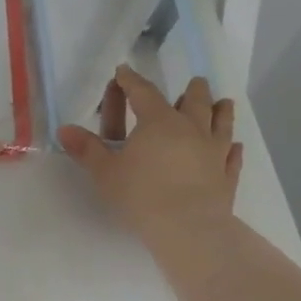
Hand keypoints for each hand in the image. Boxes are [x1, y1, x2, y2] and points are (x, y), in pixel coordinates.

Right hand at [58, 69, 241, 242]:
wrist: (187, 228)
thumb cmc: (141, 195)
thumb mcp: (105, 172)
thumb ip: (87, 149)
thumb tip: (64, 129)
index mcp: (158, 122)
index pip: (143, 93)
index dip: (131, 81)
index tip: (124, 71)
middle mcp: (190, 129)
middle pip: (194, 102)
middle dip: (191, 90)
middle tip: (195, 81)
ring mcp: (214, 152)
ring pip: (221, 124)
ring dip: (222, 111)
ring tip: (225, 102)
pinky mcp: (227, 176)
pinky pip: (233, 157)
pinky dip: (234, 150)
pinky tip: (236, 146)